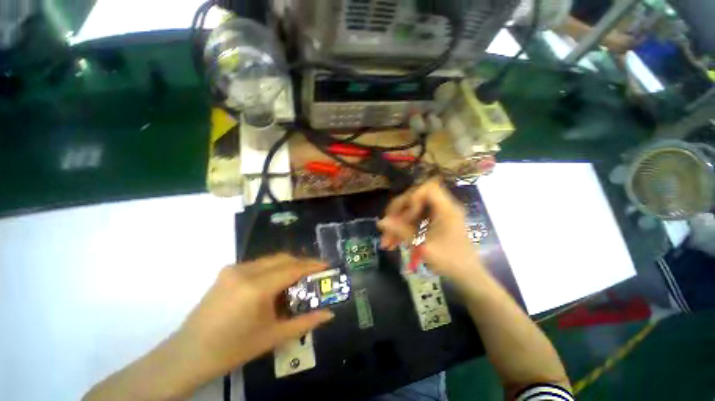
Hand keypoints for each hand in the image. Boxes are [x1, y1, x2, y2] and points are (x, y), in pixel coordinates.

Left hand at [177, 254, 333, 376]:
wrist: (188, 354)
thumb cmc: (233, 349)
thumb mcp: (273, 337)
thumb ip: (305, 322)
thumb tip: (330, 314)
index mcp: (256, 288)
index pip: (293, 268)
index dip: (312, 265)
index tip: (327, 265)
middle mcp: (245, 271)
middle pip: (283, 258)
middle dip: (302, 262)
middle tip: (315, 271)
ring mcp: (233, 269)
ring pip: (271, 259)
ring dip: (288, 264)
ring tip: (299, 276)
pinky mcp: (227, 271)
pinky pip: (258, 263)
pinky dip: (273, 267)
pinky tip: (276, 281)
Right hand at [377, 179, 482, 282]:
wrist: (468, 277)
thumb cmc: (451, 263)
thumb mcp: (424, 247)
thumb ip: (402, 232)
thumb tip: (381, 222)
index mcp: (446, 210)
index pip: (428, 188)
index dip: (412, 198)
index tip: (405, 216)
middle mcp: (443, 208)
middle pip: (415, 198)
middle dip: (398, 212)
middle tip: (386, 227)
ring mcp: (438, 215)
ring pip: (412, 211)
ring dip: (398, 223)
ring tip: (386, 242)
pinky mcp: (434, 222)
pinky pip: (415, 220)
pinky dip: (404, 229)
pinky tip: (394, 243)